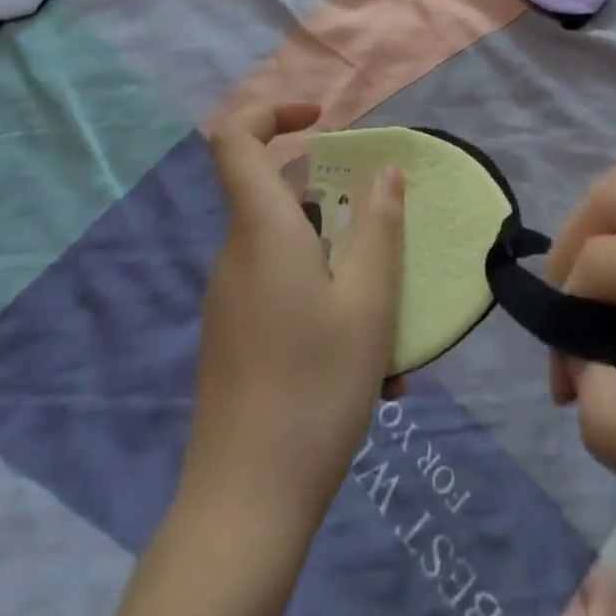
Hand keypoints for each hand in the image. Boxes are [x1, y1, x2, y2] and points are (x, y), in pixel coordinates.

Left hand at [183, 101, 406, 528]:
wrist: (246, 503)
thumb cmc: (315, 385)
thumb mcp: (368, 299)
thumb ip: (379, 226)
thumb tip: (385, 172)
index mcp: (261, 230)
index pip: (235, 140)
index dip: (272, 112)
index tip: (322, 120)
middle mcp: (236, 253)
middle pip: (275, 194)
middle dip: (333, 200)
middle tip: (382, 231)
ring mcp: (229, 297)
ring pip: (288, 248)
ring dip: (338, 260)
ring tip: (386, 314)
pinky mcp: (232, 334)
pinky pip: (280, 288)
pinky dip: (321, 296)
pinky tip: (363, 356)